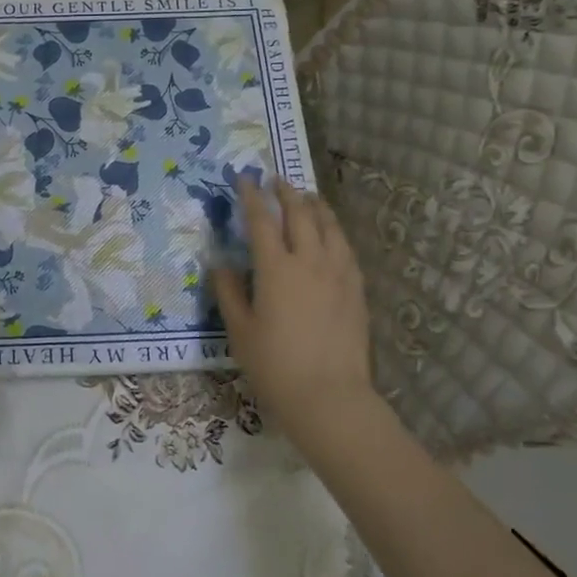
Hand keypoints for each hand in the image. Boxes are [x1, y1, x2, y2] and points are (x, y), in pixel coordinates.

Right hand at [214, 178, 379, 456]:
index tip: (244, 179)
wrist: (329, 397)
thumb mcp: (240, 330)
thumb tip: (220, 264)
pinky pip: (345, 248)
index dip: (251, 197)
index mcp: (276, 268)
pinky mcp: (356, 289)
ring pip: (329, 226)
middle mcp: (309, 261)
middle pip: (299, 214)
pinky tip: (331, 234)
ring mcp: (338, 274)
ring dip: (315, 206)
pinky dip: (334, 231)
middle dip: (285, 192)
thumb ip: (229, 292)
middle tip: (275, 180)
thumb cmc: (275, 365)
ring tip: (307, 197)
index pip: (261, 220)